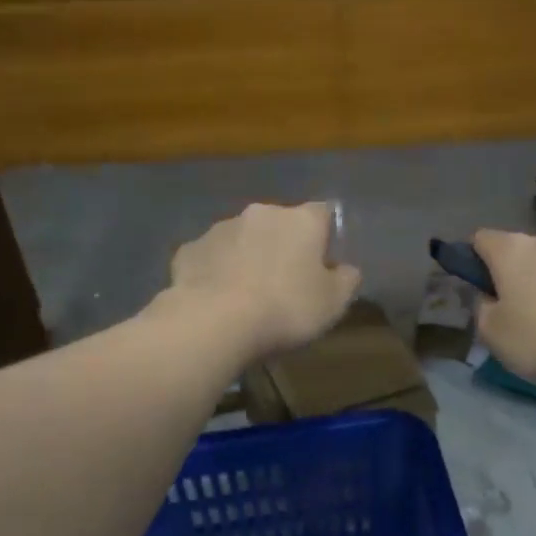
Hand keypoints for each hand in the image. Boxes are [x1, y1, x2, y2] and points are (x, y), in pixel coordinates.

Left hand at [166, 202, 360, 361]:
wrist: (215, 322)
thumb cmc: (286, 308)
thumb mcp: (333, 303)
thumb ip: (346, 280)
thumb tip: (346, 269)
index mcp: (301, 220)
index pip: (323, 212)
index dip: (325, 235)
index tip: (323, 263)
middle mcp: (261, 213)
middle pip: (279, 224)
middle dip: (283, 245)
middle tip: (285, 282)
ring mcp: (220, 228)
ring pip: (242, 238)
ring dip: (248, 256)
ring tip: (248, 294)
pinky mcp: (189, 250)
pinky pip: (211, 257)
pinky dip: (217, 271)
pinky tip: (217, 299)